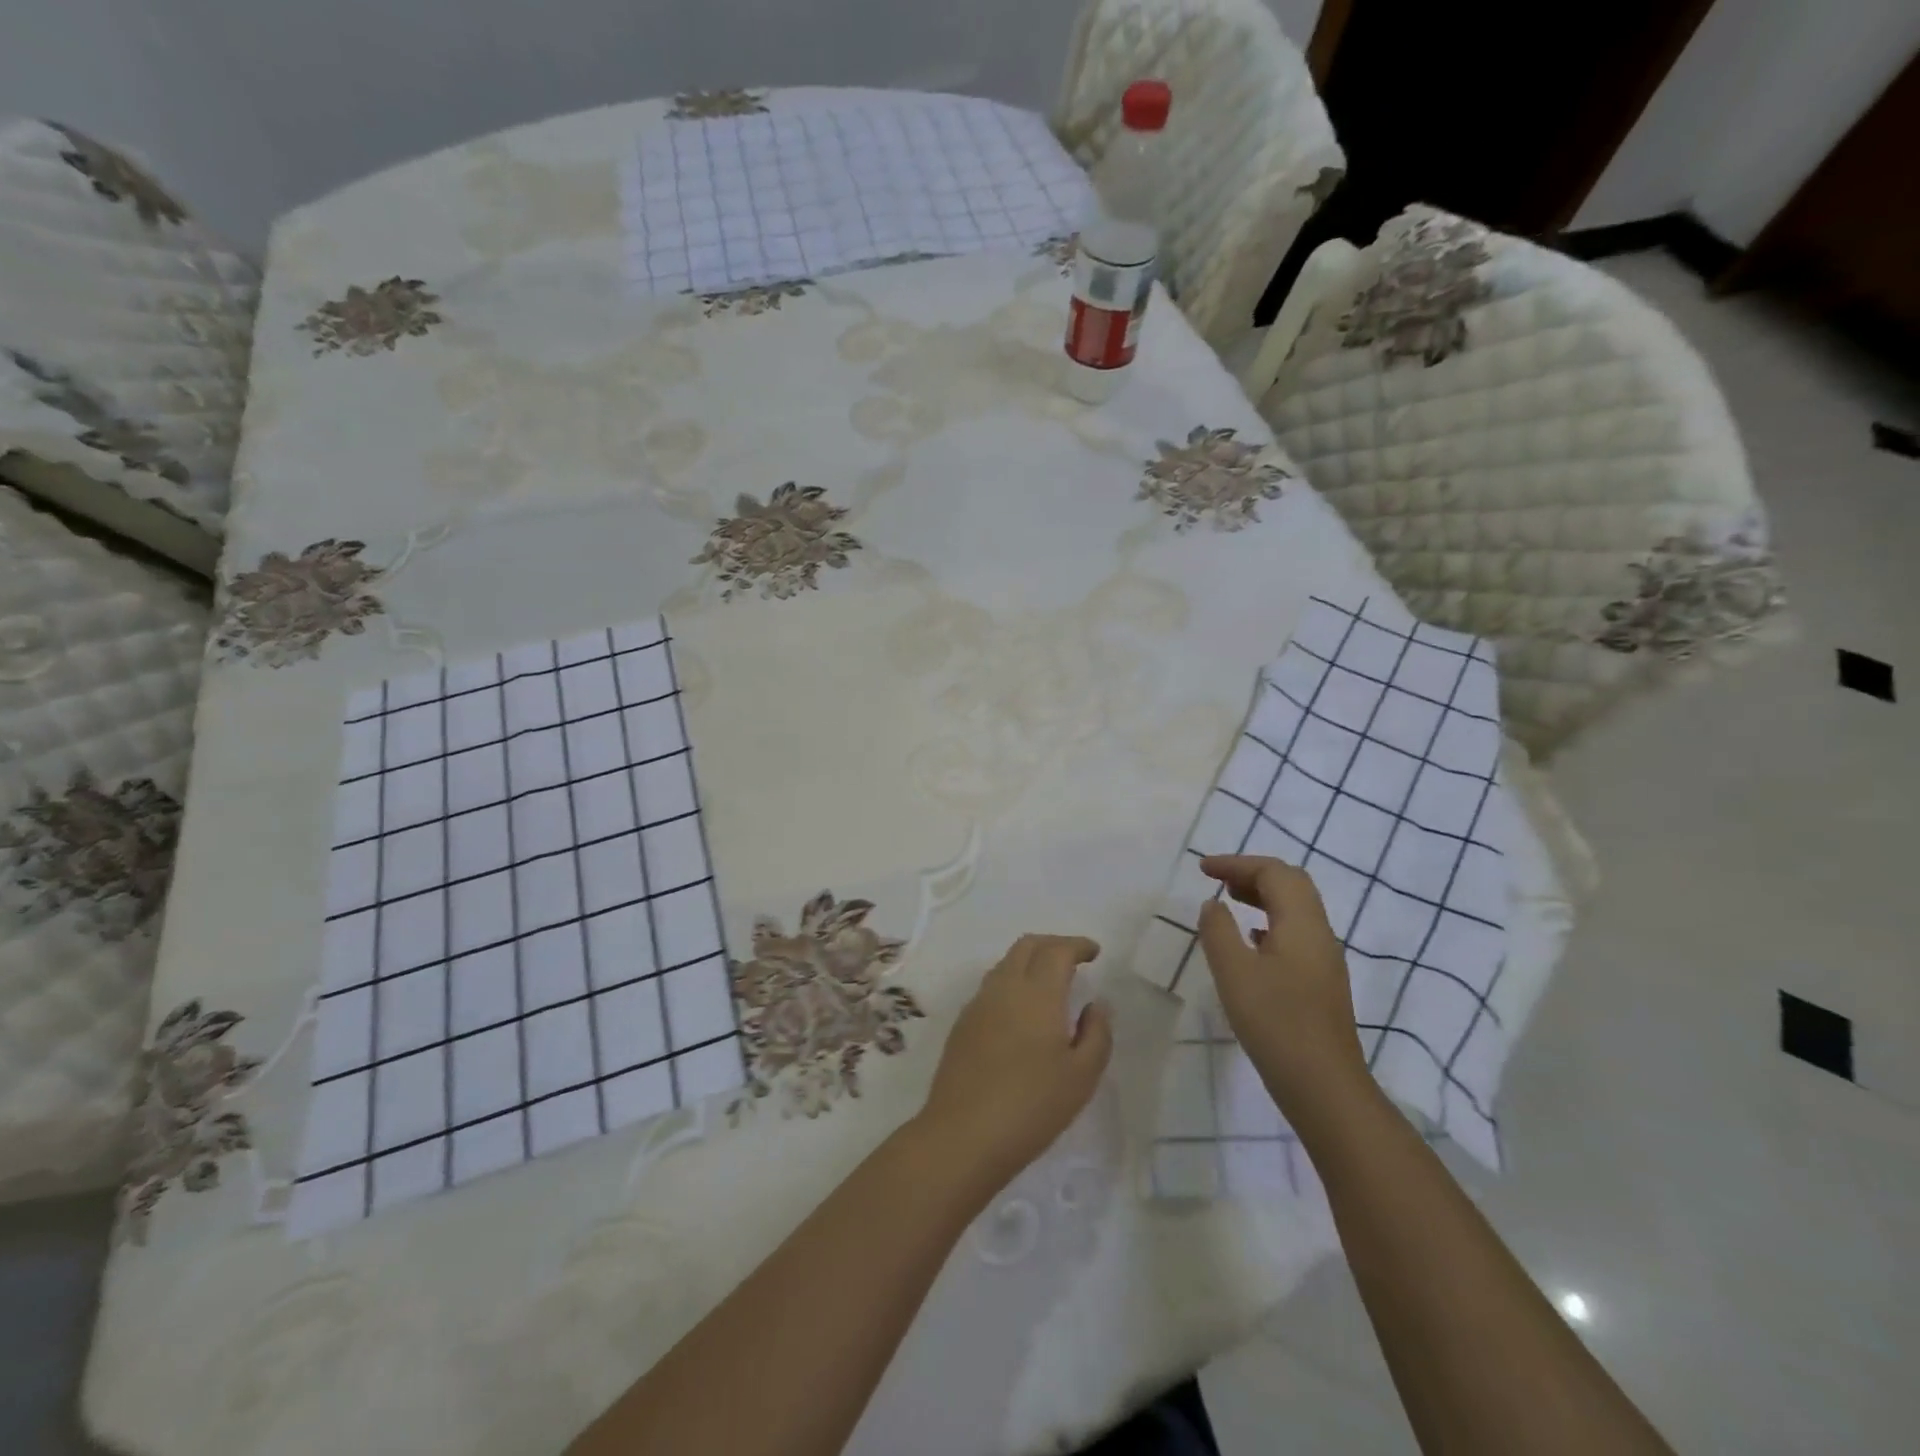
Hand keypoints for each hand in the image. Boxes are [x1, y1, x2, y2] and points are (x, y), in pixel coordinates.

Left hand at [915, 935, 1112, 1191]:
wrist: (963, 1135)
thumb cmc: (1032, 1106)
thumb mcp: (1082, 1076)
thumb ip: (1096, 1033)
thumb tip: (1096, 1004)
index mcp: (1037, 993)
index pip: (1057, 950)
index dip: (1077, 945)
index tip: (1094, 952)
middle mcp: (1004, 987)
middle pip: (1027, 945)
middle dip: (1053, 944)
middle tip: (1074, 959)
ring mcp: (978, 1004)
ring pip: (1006, 963)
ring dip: (1030, 961)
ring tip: (1050, 983)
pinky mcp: (963, 1024)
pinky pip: (992, 986)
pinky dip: (1012, 982)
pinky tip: (1022, 1011)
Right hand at [1197, 856, 1370, 1122]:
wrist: (1324, 1086)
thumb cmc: (1275, 1022)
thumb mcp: (1234, 972)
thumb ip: (1218, 931)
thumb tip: (1213, 905)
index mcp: (1302, 923)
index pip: (1274, 873)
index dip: (1237, 864)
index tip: (1202, 869)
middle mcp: (1320, 934)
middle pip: (1291, 884)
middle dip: (1253, 874)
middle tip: (1217, 881)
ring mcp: (1324, 959)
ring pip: (1295, 910)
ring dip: (1262, 897)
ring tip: (1228, 903)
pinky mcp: (1320, 982)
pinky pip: (1295, 934)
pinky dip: (1269, 923)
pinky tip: (1250, 942)